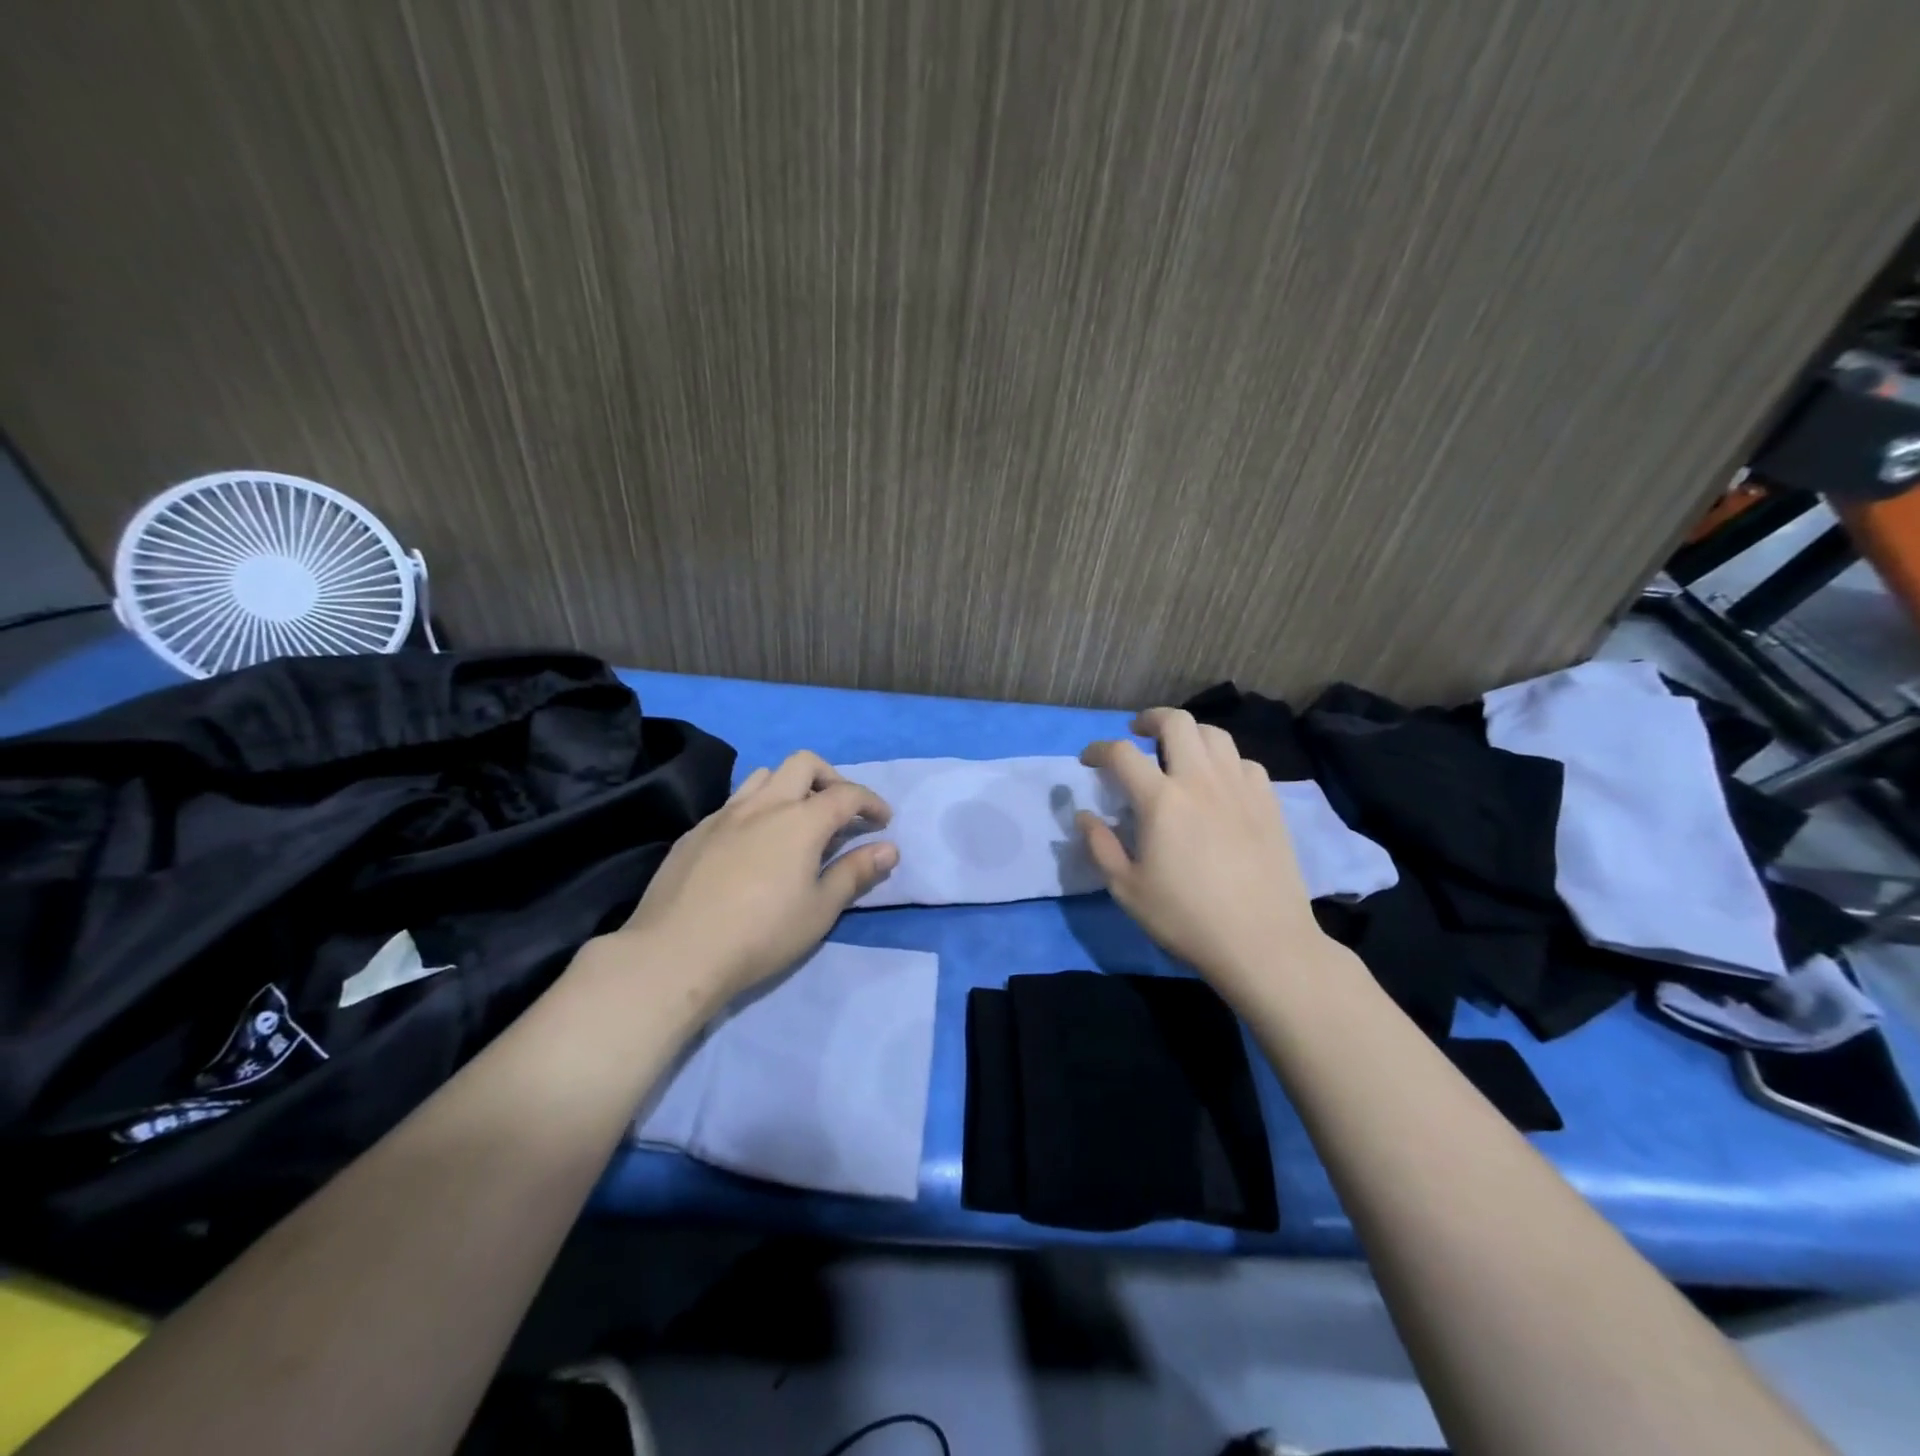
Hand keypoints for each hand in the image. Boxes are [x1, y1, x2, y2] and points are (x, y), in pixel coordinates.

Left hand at [598, 751, 897, 1009]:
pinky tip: (753, 845)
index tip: (883, 821)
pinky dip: (757, 809)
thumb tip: (889, 849)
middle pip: (804, 764)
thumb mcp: (820, 909)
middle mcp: (764, 804)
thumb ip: (856, 873)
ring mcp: (725, 814)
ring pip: (764, 776)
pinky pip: (734, 803)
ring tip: (797, 820)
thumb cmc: (761, 934)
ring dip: (790, 786)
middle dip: (831, 778)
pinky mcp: (696, 831)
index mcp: (801, 820)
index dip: (871, 803)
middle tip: (841, 810)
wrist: (676, 952)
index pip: (846, 794)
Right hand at [1078, 707, 1326, 998]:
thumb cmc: (1187, 918)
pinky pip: (1244, 762)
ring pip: (1215, 734)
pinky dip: (1224, 761)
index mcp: (1161, 800)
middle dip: (1150, 719)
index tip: (1090, 760)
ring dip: (1189, 734)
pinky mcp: (1268, 802)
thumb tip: (1083, 815)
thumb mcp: (1127, 889)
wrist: (1263, 942)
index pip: (1122, 754)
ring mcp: (1240, 787)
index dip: (1099, 749)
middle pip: (1176, 722)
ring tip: (1178, 753)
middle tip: (1137, 735)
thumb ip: (1100, 846)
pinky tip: (1219, 783)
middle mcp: (1200, 781)